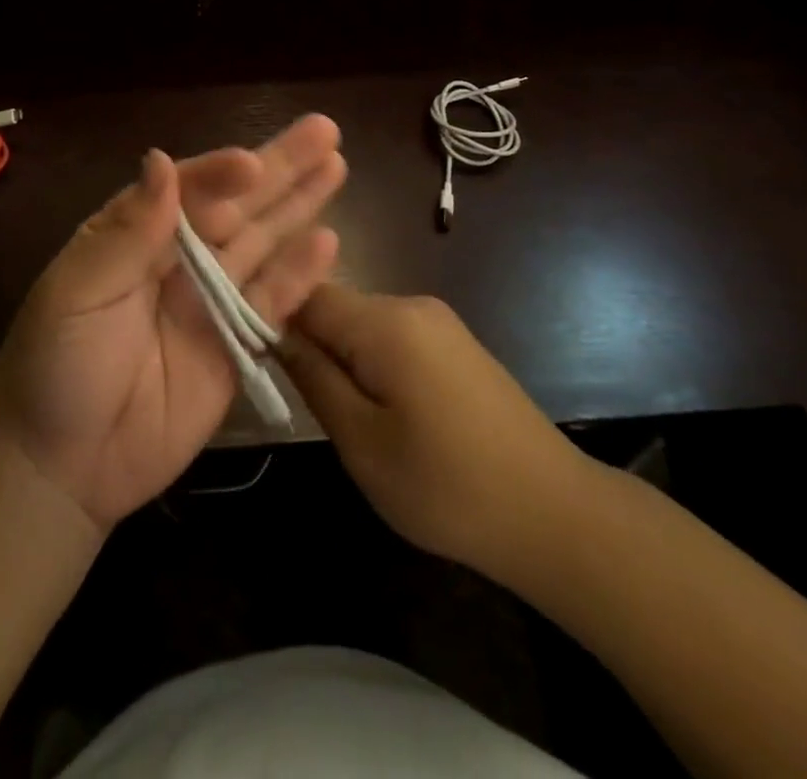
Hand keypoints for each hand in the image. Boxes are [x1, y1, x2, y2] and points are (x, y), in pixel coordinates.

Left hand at [0, 115, 345, 532]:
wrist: (60, 466)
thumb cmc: (55, 365)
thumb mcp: (76, 292)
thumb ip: (128, 231)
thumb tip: (161, 161)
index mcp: (135, 232)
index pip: (186, 189)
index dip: (220, 173)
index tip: (251, 164)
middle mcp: (179, 256)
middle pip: (237, 204)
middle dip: (279, 168)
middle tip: (324, 130)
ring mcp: (210, 299)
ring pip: (262, 242)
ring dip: (299, 205)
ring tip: (336, 165)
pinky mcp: (235, 345)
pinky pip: (271, 303)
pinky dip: (299, 275)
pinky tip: (328, 241)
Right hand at [279, 282, 587, 582]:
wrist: (555, 514)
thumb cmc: (447, 485)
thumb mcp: (362, 442)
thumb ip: (314, 377)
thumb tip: (273, 332)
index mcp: (386, 321)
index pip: (306, 292)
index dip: (273, 315)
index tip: (251, 354)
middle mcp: (412, 304)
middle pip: (336, 305)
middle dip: (310, 342)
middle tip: (299, 398)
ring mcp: (438, 321)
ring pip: (363, 323)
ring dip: (342, 356)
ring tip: (340, 412)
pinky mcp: (455, 343)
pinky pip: (393, 336)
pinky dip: (372, 362)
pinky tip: (382, 408)